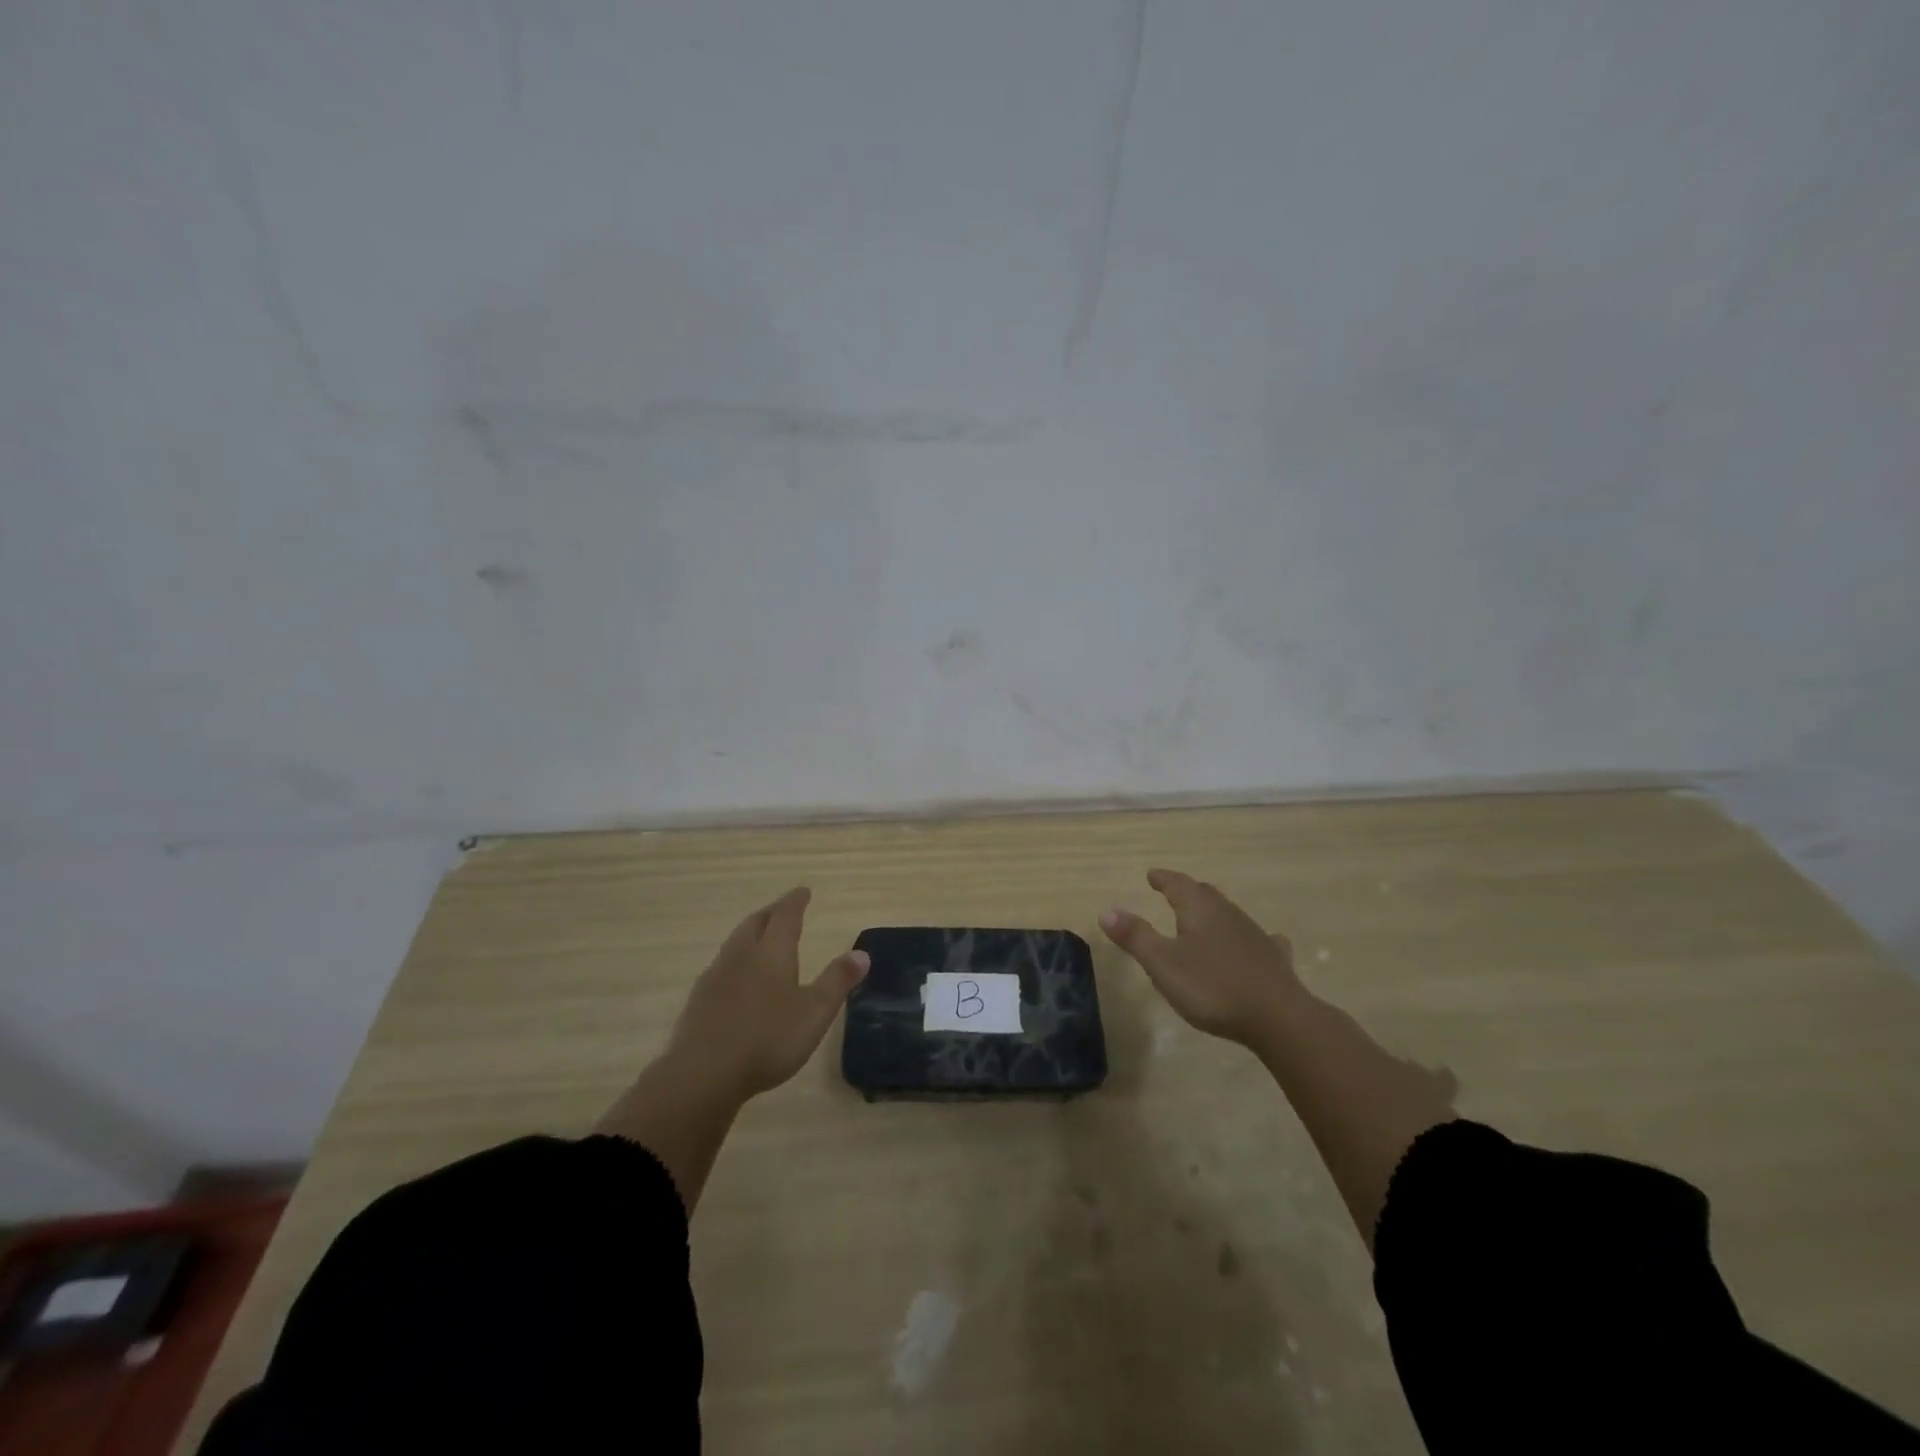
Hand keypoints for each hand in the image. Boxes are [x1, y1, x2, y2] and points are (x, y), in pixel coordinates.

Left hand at [667, 887, 868, 1100]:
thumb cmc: (767, 1040)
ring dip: (751, 933)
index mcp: (771, 952)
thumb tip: (862, 953)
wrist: (702, 1074)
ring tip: (761, 938)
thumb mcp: (814, 1013)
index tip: (803, 891)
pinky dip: (736, 960)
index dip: (796, 901)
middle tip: (783, 909)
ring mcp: (716, 976)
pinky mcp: (699, 999)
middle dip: (772, 912)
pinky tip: (737, 978)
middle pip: (756, 923)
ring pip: (735, 942)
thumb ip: (838, 981)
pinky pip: (722, 965)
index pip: (785, 916)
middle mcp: (741, 955)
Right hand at [1100, 868, 1307, 1046]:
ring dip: (1213, 912)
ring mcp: (1254, 935)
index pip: (1178, 884)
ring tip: (1203, 917)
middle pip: (1205, 894)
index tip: (1152, 874)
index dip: (1163, 878)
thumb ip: (1135, 937)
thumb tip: (1107, 910)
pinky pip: (1259, 939)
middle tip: (1174, 891)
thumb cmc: (1213, 988)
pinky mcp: (1273, 959)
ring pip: (1229, 914)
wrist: (1279, 1018)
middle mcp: (1228, 914)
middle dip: (1187, 891)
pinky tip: (1259, 942)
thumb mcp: (1163, 964)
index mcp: (1199, 910)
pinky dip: (1248, 937)